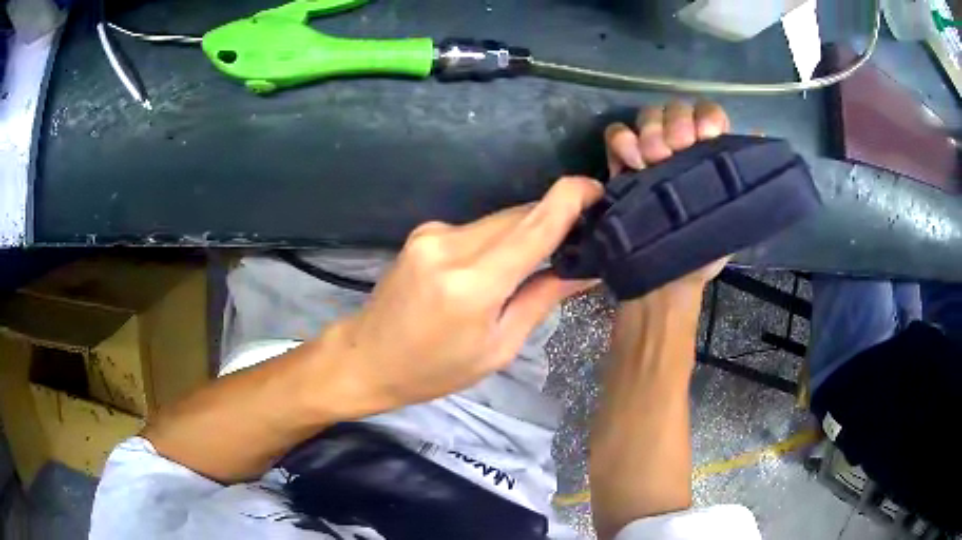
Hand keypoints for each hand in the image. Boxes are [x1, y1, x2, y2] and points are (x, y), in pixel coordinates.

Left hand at [326, 177, 602, 411]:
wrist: (366, 357)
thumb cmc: (434, 370)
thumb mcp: (497, 347)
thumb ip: (540, 299)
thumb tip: (584, 269)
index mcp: (472, 284)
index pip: (534, 227)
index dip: (570, 199)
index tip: (598, 188)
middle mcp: (450, 246)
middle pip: (519, 216)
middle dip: (553, 220)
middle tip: (580, 235)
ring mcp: (432, 234)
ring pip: (499, 220)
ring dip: (525, 231)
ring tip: (540, 259)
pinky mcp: (423, 232)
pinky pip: (477, 227)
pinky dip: (498, 238)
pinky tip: (498, 264)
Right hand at [604, 100, 731, 296]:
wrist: (663, 279)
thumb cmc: (703, 251)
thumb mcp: (737, 218)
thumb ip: (748, 178)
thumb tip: (760, 134)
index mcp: (710, 154)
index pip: (709, 113)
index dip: (706, 116)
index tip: (706, 136)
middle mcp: (681, 146)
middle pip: (675, 108)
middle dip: (676, 123)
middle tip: (676, 150)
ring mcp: (650, 152)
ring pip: (647, 116)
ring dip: (651, 131)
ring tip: (653, 161)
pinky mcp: (622, 164)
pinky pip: (616, 134)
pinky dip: (622, 141)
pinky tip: (631, 164)